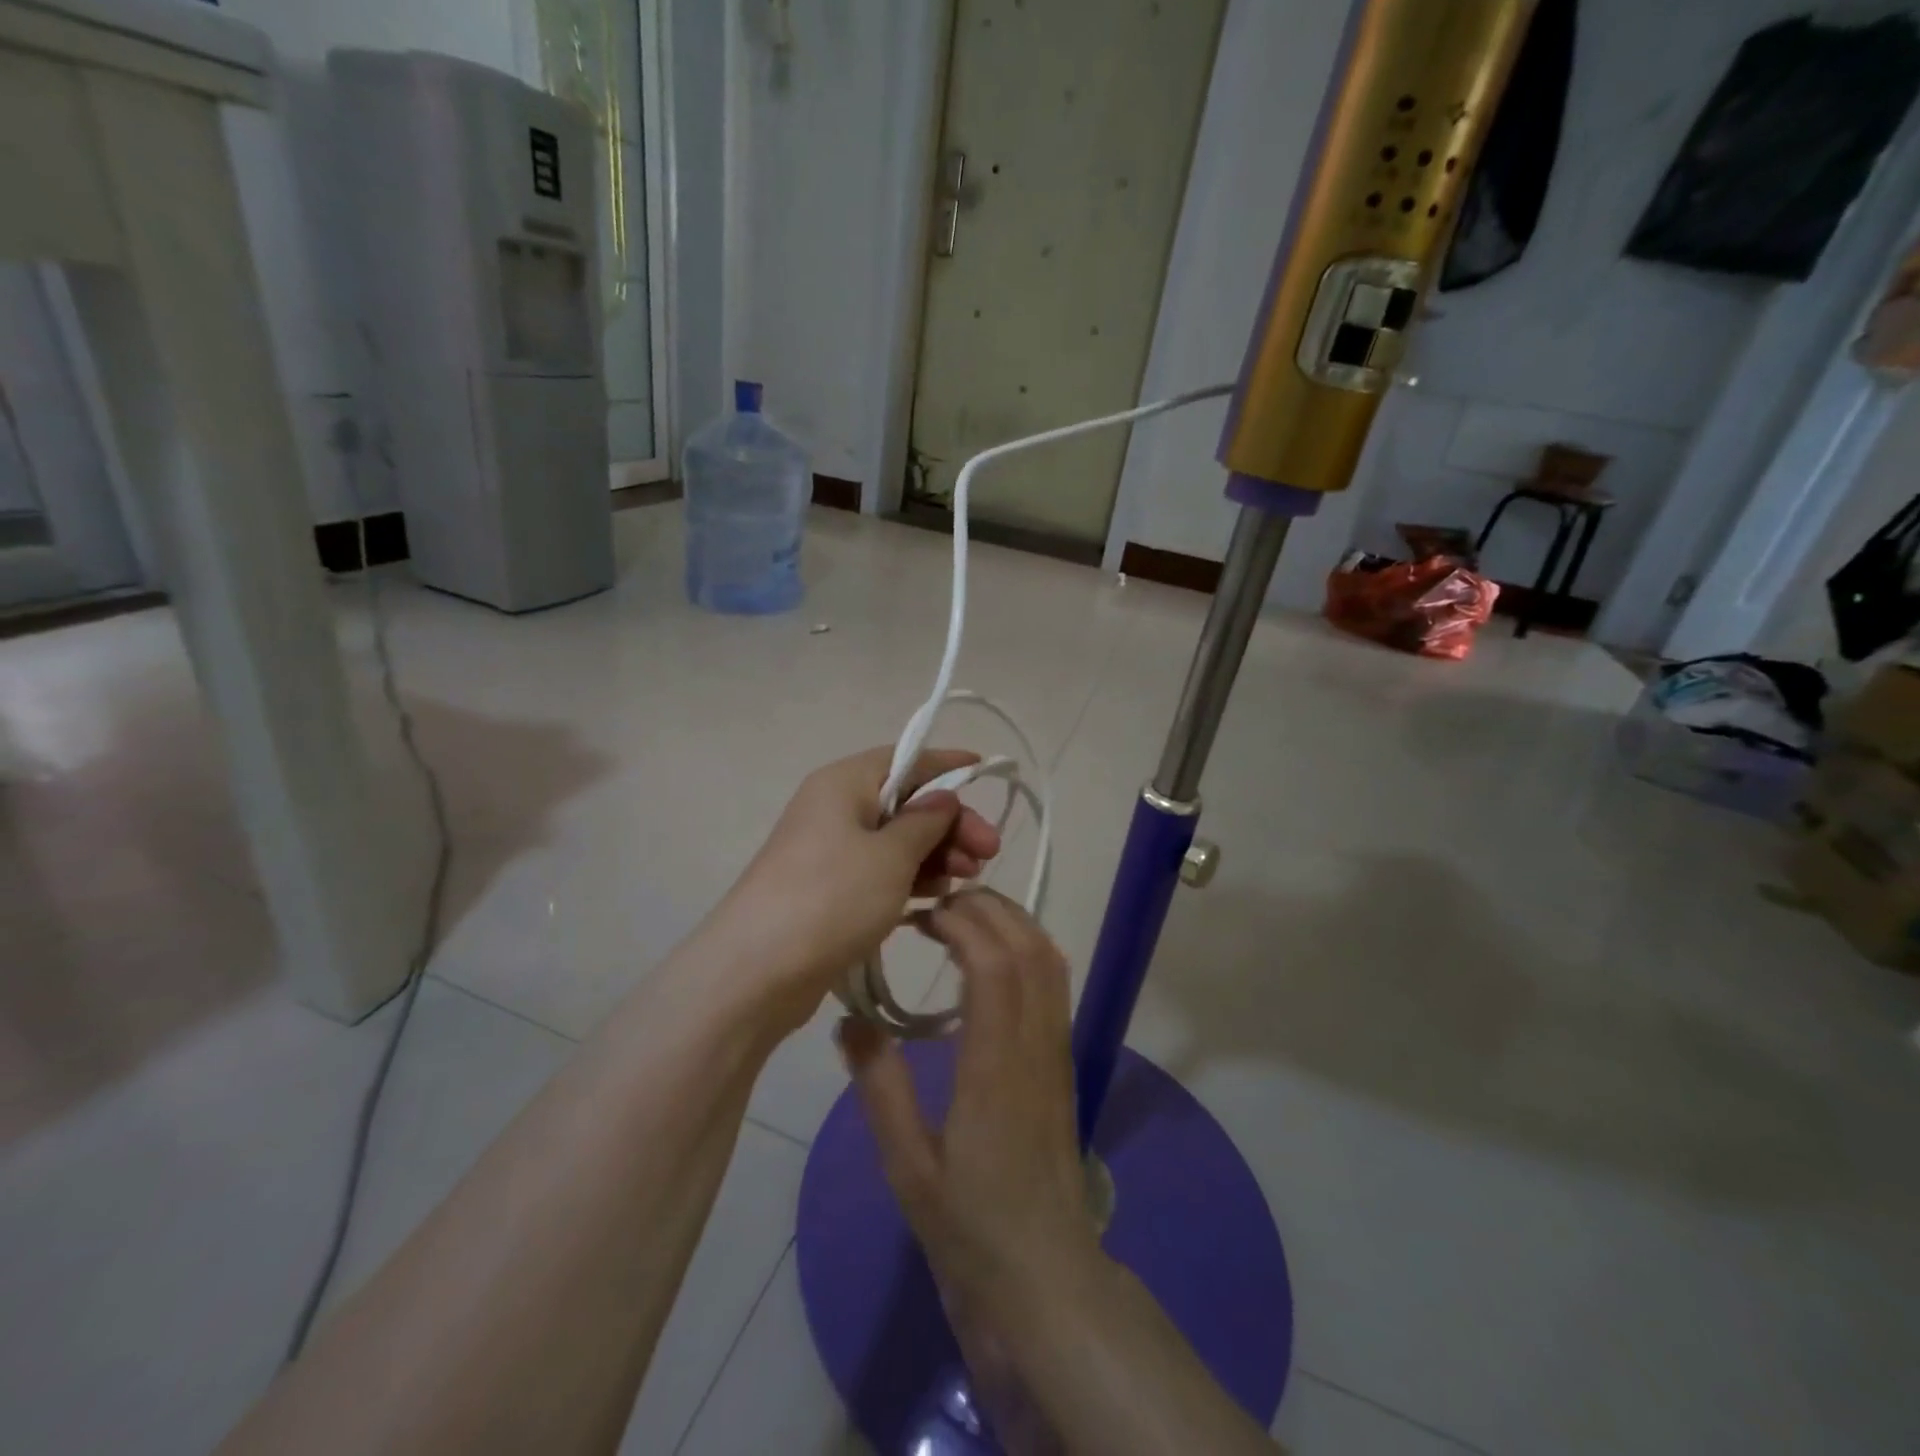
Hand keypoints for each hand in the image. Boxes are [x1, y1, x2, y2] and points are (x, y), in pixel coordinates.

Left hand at [715, 747, 1001, 1026]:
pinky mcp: (829, 887)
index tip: (985, 771)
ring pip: (896, 839)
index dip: (947, 765)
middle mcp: (835, 807)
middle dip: (950, 823)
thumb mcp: (891, 855)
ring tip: (969, 878)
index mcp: (844, 782)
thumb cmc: (832, 897)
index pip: (905, 758)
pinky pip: (880, 869)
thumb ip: (925, 821)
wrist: (757, 971)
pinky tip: (938, 894)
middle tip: (990, 853)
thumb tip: (942, 796)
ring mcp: (829, 849)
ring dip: (935, 852)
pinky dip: (910, 876)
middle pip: (904, 801)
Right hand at [840, 889, 1105, 1320]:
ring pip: (1050, 959)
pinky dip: (1028, 947)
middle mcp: (1036, 1046)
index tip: (920, 914)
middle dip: (987, 908)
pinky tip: (993, 956)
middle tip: (937, 904)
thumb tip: (850, 1020)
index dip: (961, 923)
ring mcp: (1058, 1051)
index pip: (994, 966)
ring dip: (1012, 921)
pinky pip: (1056, 983)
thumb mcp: (907, 1167)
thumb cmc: (970, 1229)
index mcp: (996, 1069)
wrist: (1045, 1280)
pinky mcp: (1064, 1060)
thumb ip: (879, 1088)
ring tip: (963, 917)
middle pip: (1029, 947)